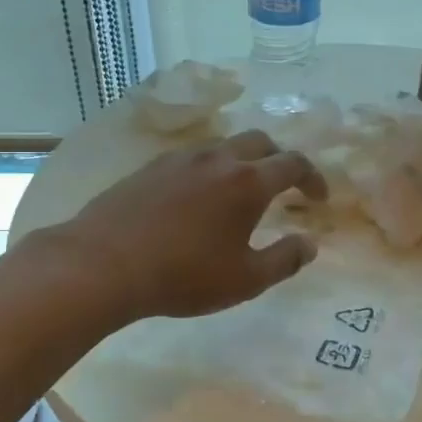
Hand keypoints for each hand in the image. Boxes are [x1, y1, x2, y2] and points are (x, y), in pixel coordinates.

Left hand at [56, 131, 326, 320]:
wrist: (103, 264)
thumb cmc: (184, 275)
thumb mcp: (245, 280)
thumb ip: (285, 260)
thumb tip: (311, 244)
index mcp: (248, 182)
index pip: (293, 164)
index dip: (313, 178)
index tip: (318, 198)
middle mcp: (218, 158)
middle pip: (261, 141)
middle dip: (279, 159)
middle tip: (283, 186)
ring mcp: (181, 158)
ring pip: (224, 145)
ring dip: (242, 160)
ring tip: (240, 190)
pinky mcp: (151, 167)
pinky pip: (192, 157)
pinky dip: (210, 168)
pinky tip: (198, 196)